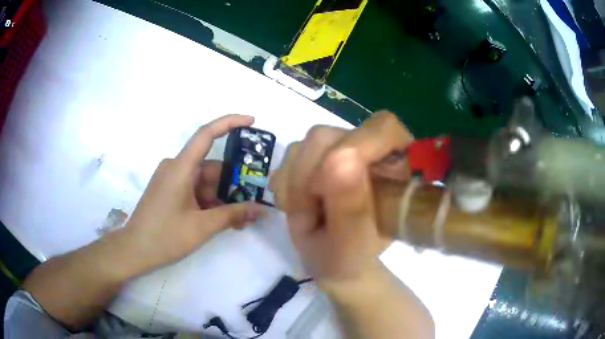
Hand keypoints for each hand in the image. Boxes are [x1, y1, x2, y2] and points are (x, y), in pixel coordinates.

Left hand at [121, 115, 264, 273]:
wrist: (135, 250)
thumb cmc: (165, 236)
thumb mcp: (202, 226)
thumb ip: (232, 215)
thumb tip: (261, 209)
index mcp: (180, 168)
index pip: (206, 135)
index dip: (230, 123)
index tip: (252, 122)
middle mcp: (176, 168)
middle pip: (211, 167)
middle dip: (232, 184)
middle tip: (253, 203)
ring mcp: (172, 180)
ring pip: (204, 182)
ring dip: (222, 198)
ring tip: (240, 220)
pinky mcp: (169, 191)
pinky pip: (195, 190)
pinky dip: (209, 202)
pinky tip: (222, 220)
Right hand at [270, 112, 413, 287]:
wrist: (332, 261)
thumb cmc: (351, 256)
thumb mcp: (351, 242)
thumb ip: (350, 205)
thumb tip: (339, 158)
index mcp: (393, 168)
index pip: (384, 128)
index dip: (357, 145)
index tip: (331, 182)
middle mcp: (367, 150)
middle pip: (329, 136)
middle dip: (309, 178)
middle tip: (311, 214)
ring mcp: (339, 148)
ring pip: (305, 144)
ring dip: (296, 185)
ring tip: (306, 215)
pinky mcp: (315, 154)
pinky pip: (290, 155)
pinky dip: (286, 184)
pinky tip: (297, 206)